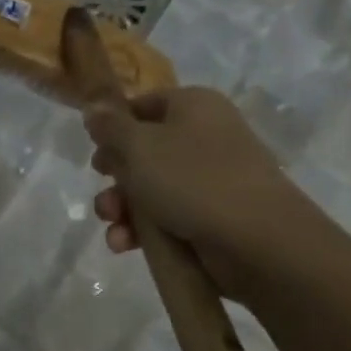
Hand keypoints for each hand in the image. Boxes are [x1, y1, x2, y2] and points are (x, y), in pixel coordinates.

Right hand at [83, 86, 308, 285]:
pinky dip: (142, 230)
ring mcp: (210, 178)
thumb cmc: (192, 180)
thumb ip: (110, 126)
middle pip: (143, 151)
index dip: (113, 127)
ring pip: (151, 188)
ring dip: (122, 208)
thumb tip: (94, 105)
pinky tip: (124, 245)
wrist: (257, 240)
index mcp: (192, 106)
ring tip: (113, 227)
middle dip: (115, 177)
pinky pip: (166, 216)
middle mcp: (204, 136)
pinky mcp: (211, 215)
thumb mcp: (139, 146)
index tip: (94, 149)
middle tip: (103, 190)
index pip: (143, 105)